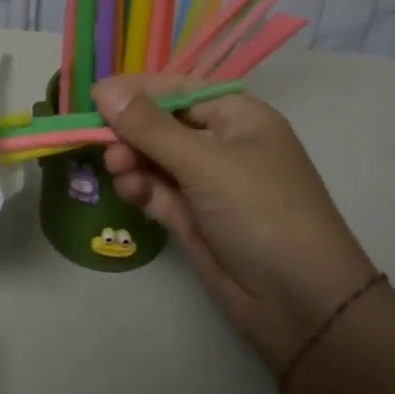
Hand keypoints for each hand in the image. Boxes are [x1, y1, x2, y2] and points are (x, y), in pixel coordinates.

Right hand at [94, 74, 377, 373]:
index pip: (178, 89)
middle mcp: (223, 143)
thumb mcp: (204, 161)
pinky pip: (158, 190)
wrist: (301, 304)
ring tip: (116, 170)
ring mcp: (209, 183)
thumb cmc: (260, 210)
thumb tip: (103, 89)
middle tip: (101, 142)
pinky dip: (140, 187)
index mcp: (238, 116)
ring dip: (131, 159)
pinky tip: (128, 190)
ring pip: (156, 158)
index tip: (93, 97)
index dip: (137, 91)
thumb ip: (149, 126)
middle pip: (162, 124)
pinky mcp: (196, 218)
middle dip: (130, 130)